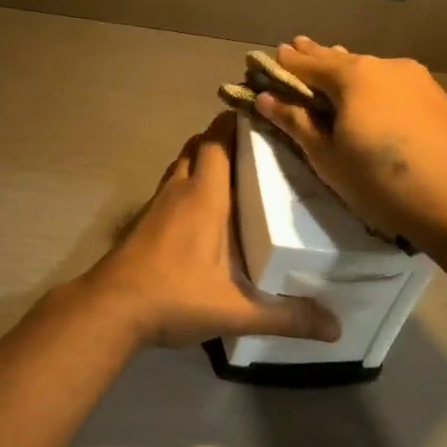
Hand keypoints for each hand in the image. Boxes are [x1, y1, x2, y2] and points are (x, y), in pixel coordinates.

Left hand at [79, 113, 340, 349]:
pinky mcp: (143, 222)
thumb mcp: (236, 311)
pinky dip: (186, 184)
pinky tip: (202, 212)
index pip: (218, 141)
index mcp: (204, 196)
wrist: (110, 309)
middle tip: (256, 149)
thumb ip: (286, 317)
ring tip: (234, 175)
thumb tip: (337, 328)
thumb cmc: (174, 297)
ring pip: (180, 165)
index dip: (236, 124)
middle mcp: (178, 190)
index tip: (262, 117)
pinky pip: (169, 187)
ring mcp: (156, 204)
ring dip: (202, 160)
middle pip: (198, 146)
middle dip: (222, 139)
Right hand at [254, 37, 446, 249]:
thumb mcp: (327, 156)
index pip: (305, 63)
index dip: (284, 64)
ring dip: (346, 71)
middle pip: (339, 60)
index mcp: (351, 75)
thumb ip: (295, 122)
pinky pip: (391, 83)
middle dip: (315, 58)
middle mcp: (383, 65)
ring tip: (331, 69)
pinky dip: (372, 86)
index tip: (267, 60)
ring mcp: (415, 79)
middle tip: (296, 49)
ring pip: (369, 70)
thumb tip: (265, 97)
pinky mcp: (436, 98)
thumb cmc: (380, 179)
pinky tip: (370, 96)